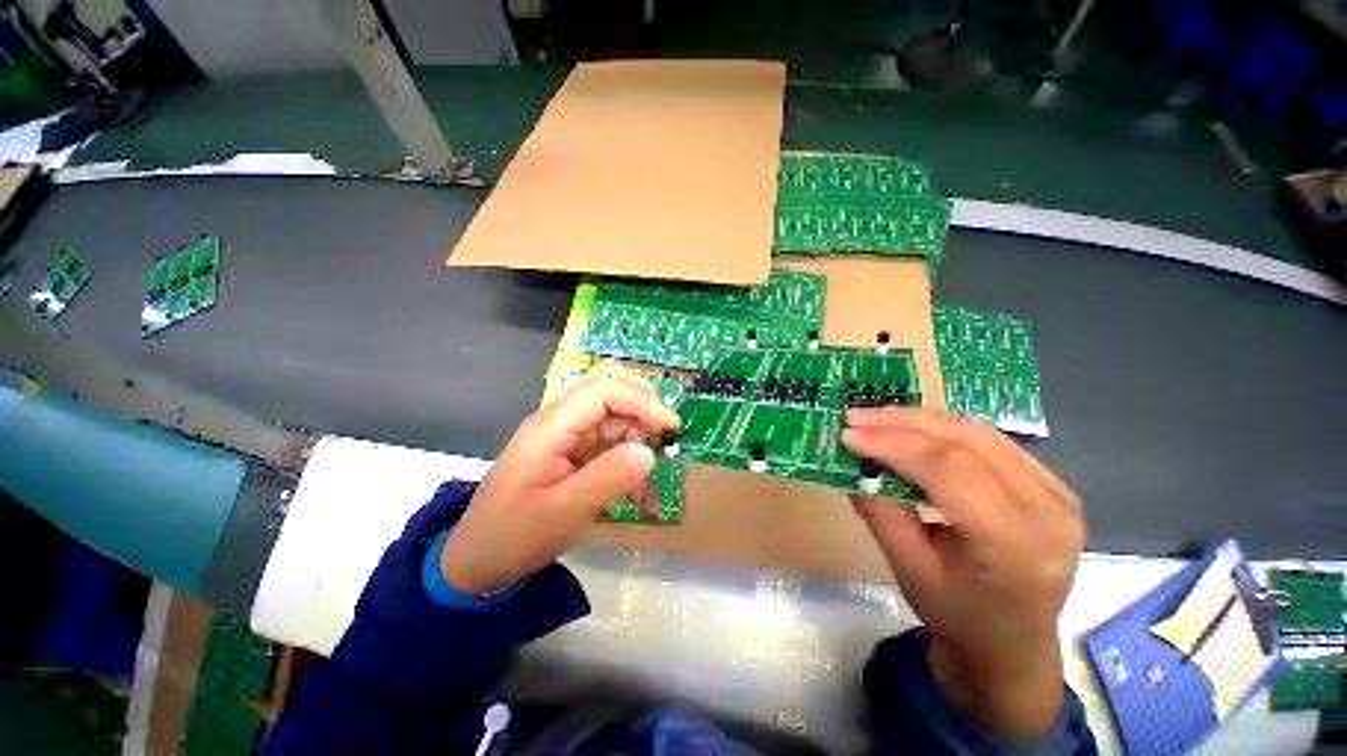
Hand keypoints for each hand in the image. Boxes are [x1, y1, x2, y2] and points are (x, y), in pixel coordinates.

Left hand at [440, 364, 679, 595]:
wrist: (477, 561)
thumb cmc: (514, 536)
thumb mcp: (564, 512)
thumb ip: (608, 478)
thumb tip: (649, 452)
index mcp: (550, 427)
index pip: (601, 391)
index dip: (639, 400)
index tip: (669, 426)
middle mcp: (559, 423)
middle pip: (609, 399)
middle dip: (642, 416)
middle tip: (666, 442)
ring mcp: (565, 439)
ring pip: (613, 425)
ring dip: (637, 449)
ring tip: (650, 489)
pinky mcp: (570, 455)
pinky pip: (607, 449)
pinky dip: (627, 466)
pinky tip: (639, 497)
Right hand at [842, 408, 1084, 738]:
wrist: (1011, 647)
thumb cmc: (958, 618)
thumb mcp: (909, 570)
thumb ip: (881, 512)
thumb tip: (851, 465)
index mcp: (1016, 547)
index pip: (951, 472)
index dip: (894, 445)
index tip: (849, 435)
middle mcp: (1049, 512)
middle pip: (968, 441)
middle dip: (903, 422)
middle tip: (857, 417)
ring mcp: (1058, 495)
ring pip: (980, 433)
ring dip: (921, 419)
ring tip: (877, 419)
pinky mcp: (1052, 486)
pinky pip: (990, 441)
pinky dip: (943, 430)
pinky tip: (913, 431)